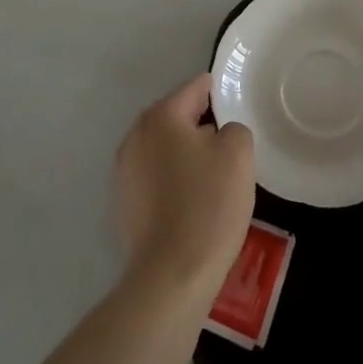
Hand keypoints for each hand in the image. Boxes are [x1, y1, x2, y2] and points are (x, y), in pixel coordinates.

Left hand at [115, 73, 255, 303]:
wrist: (171, 276)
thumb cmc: (208, 205)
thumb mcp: (238, 154)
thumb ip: (234, 127)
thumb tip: (219, 133)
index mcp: (162, 116)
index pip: (196, 87)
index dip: (221, 95)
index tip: (239, 111)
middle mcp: (136, 135)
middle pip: (176, 116)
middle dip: (202, 125)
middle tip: (230, 147)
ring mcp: (124, 171)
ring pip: (164, 148)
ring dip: (186, 154)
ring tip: (213, 178)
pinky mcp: (123, 203)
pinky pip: (154, 177)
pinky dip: (173, 181)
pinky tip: (192, 203)